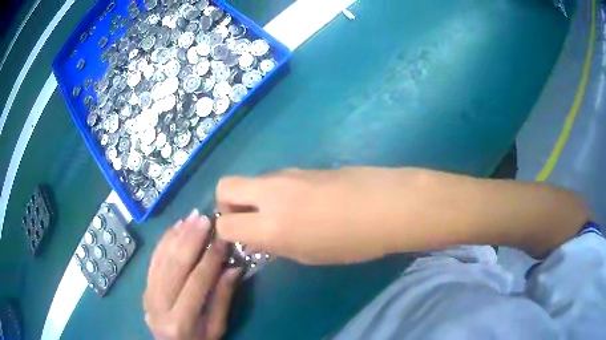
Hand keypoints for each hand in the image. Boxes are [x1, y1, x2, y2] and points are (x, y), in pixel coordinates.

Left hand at [144, 210, 241, 339]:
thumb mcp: (216, 328)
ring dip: (177, 236)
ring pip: (161, 260)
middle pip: (175, 267)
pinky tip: (174, 228)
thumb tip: (234, 268)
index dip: (210, 259)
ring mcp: (147, 295)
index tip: (222, 239)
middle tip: (204, 218)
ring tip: (191, 217)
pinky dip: (163, 243)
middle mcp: (159, 306)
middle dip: (190, 239)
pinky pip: (153, 261)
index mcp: (181, 321)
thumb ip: (222, 299)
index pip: (196, 283)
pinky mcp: (144, 288)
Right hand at [215, 167, 427, 264]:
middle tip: (247, 220)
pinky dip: (276, 191)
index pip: (225, 224)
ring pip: (252, 181)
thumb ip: (276, 244)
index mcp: (270, 225)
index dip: (226, 233)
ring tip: (282, 214)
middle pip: (225, 186)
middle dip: (227, 204)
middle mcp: (270, 194)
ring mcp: (286, 174)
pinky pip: (276, 178)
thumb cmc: (352, 242)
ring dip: (254, 197)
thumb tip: (259, 237)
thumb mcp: (309, 255)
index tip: (238, 240)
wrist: (388, 205)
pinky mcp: (302, 166)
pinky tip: (302, 203)